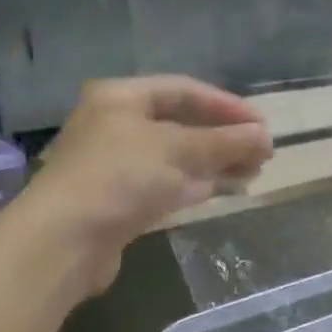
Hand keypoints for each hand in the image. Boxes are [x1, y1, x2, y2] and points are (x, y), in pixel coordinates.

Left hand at [32, 76, 272, 292]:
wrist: (63, 241)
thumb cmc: (121, 177)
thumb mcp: (179, 150)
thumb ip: (225, 142)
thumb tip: (267, 137)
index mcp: (122, 97)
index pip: (185, 90)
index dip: (226, 105)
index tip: (261, 124)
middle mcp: (116, 124)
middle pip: (181, 123)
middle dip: (224, 136)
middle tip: (262, 150)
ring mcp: (116, 163)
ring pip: (177, 155)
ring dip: (216, 161)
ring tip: (254, 170)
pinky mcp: (119, 198)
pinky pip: (167, 182)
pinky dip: (197, 183)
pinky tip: (226, 188)